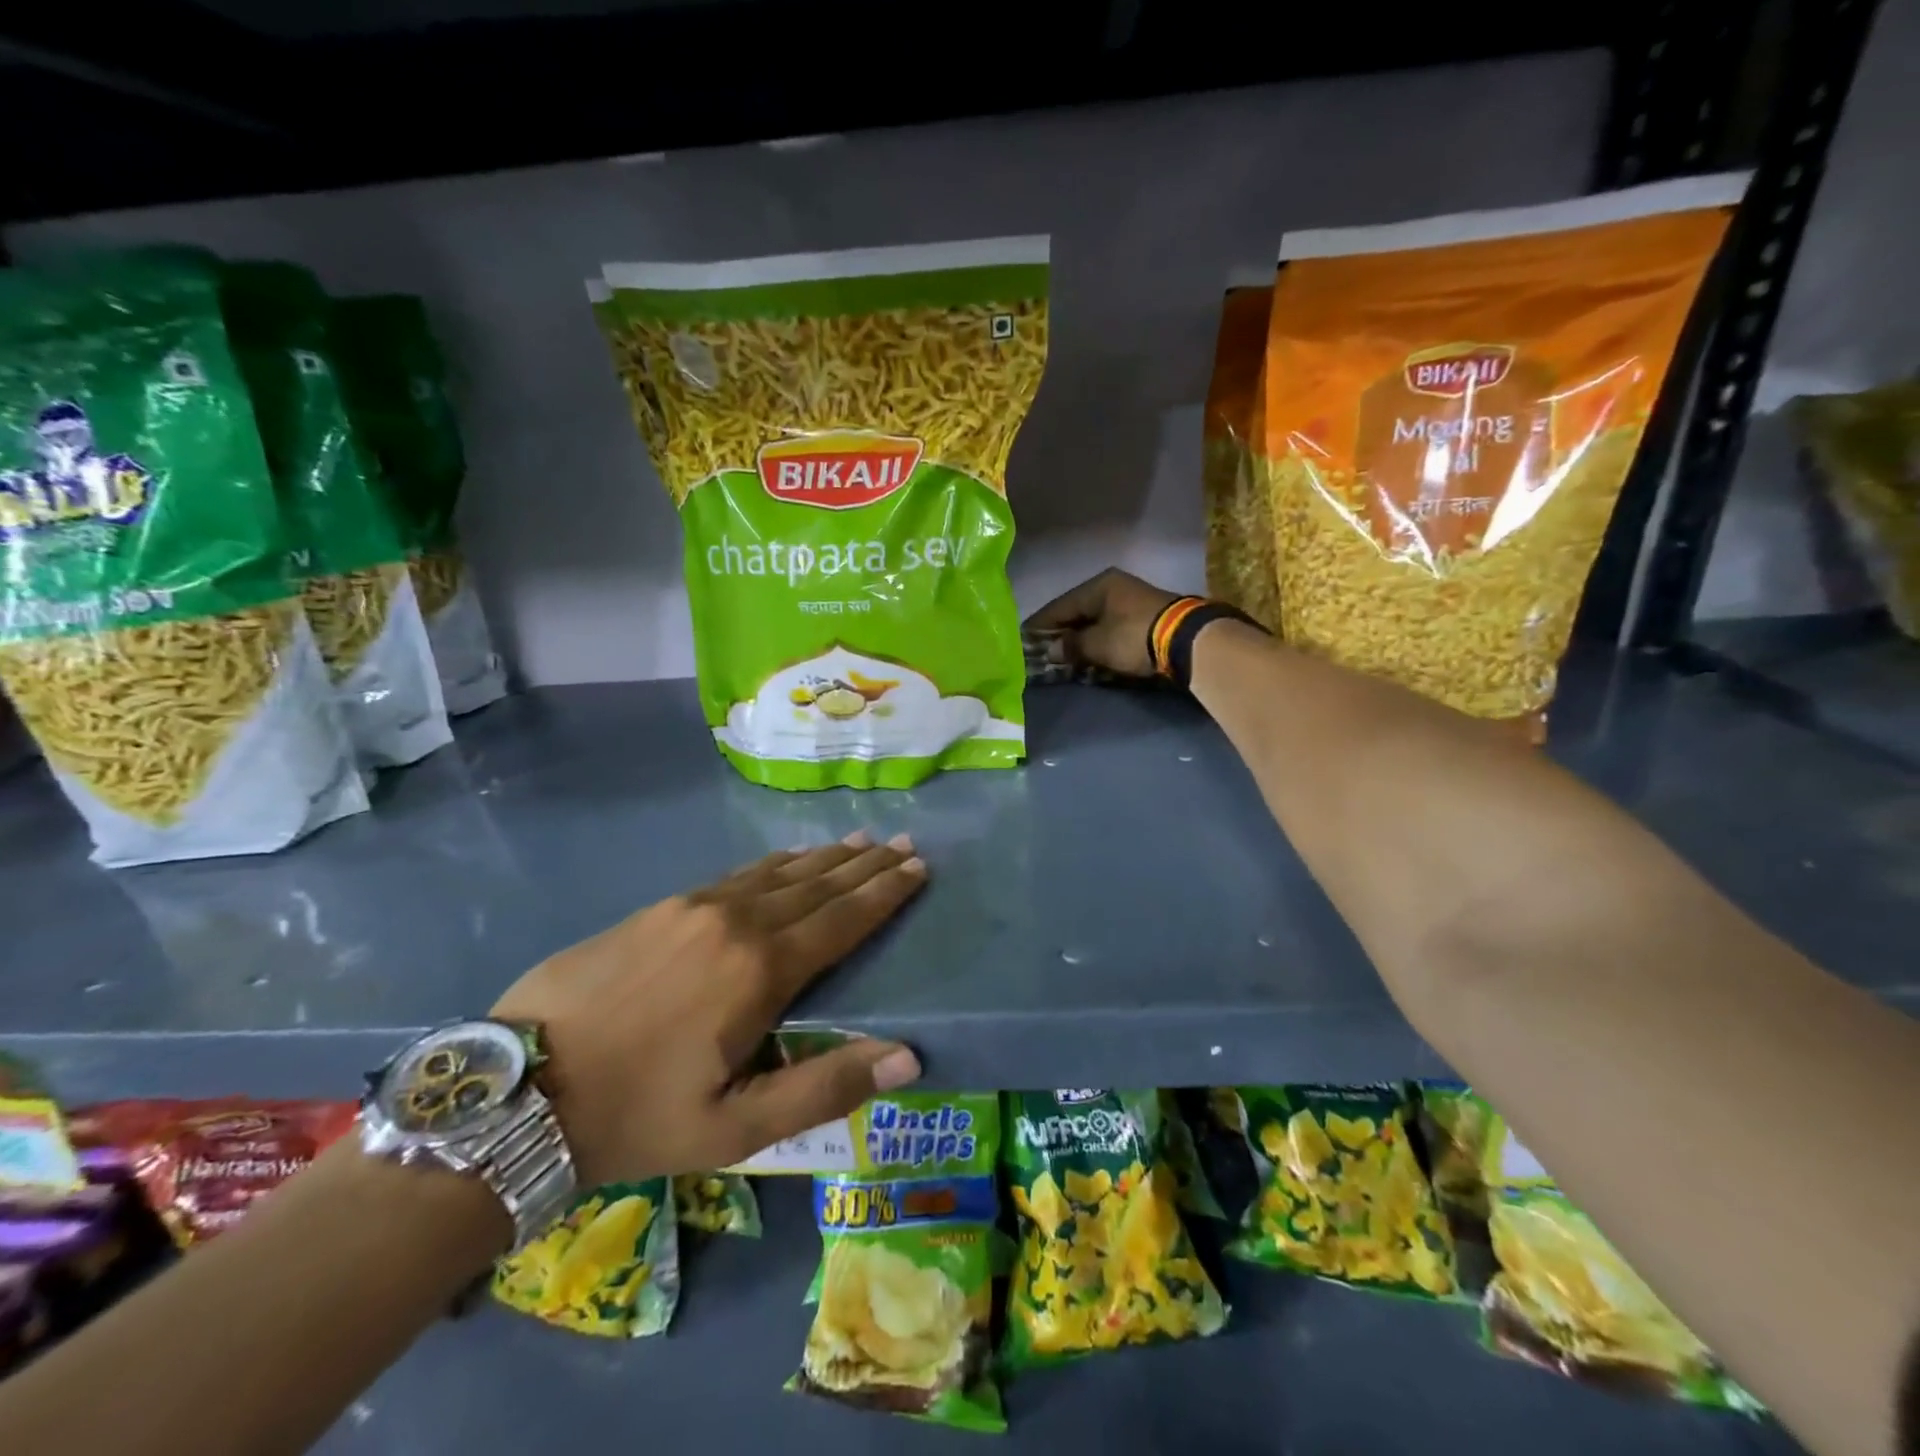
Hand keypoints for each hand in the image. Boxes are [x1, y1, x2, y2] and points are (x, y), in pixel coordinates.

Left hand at [491, 834, 926, 1186]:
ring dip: (824, 858)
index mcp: (761, 970)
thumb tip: (907, 1056)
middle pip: (817, 886)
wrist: (517, 1089)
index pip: (842, 920)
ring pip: (778, 872)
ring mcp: (694, 906)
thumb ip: (825, 1088)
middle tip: (903, 843)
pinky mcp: (661, 907)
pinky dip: (777, 864)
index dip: (884, 894)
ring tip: (860, 841)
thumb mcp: (735, 1127)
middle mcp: (736, 921)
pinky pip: (739, 874)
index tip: (918, 869)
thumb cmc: (635, 1116)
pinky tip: (788, 860)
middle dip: (865, 866)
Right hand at [1025, 568, 1179, 677]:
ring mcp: (1129, 600)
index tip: (1022, 641)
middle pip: (1076, 612)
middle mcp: (1112, 587)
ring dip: (1078, 639)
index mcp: (1098, 586)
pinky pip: (1108, 628)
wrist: (1187, 640)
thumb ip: (1071, 646)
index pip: (1058, 606)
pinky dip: (1096, 640)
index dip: (1039, 626)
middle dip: (1059, 633)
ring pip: (1093, 621)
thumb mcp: (1097, 644)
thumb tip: (1052, 651)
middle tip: (1040, 652)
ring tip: (1061, 656)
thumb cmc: (1134, 636)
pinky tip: (1086, 653)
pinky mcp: (1143, 617)